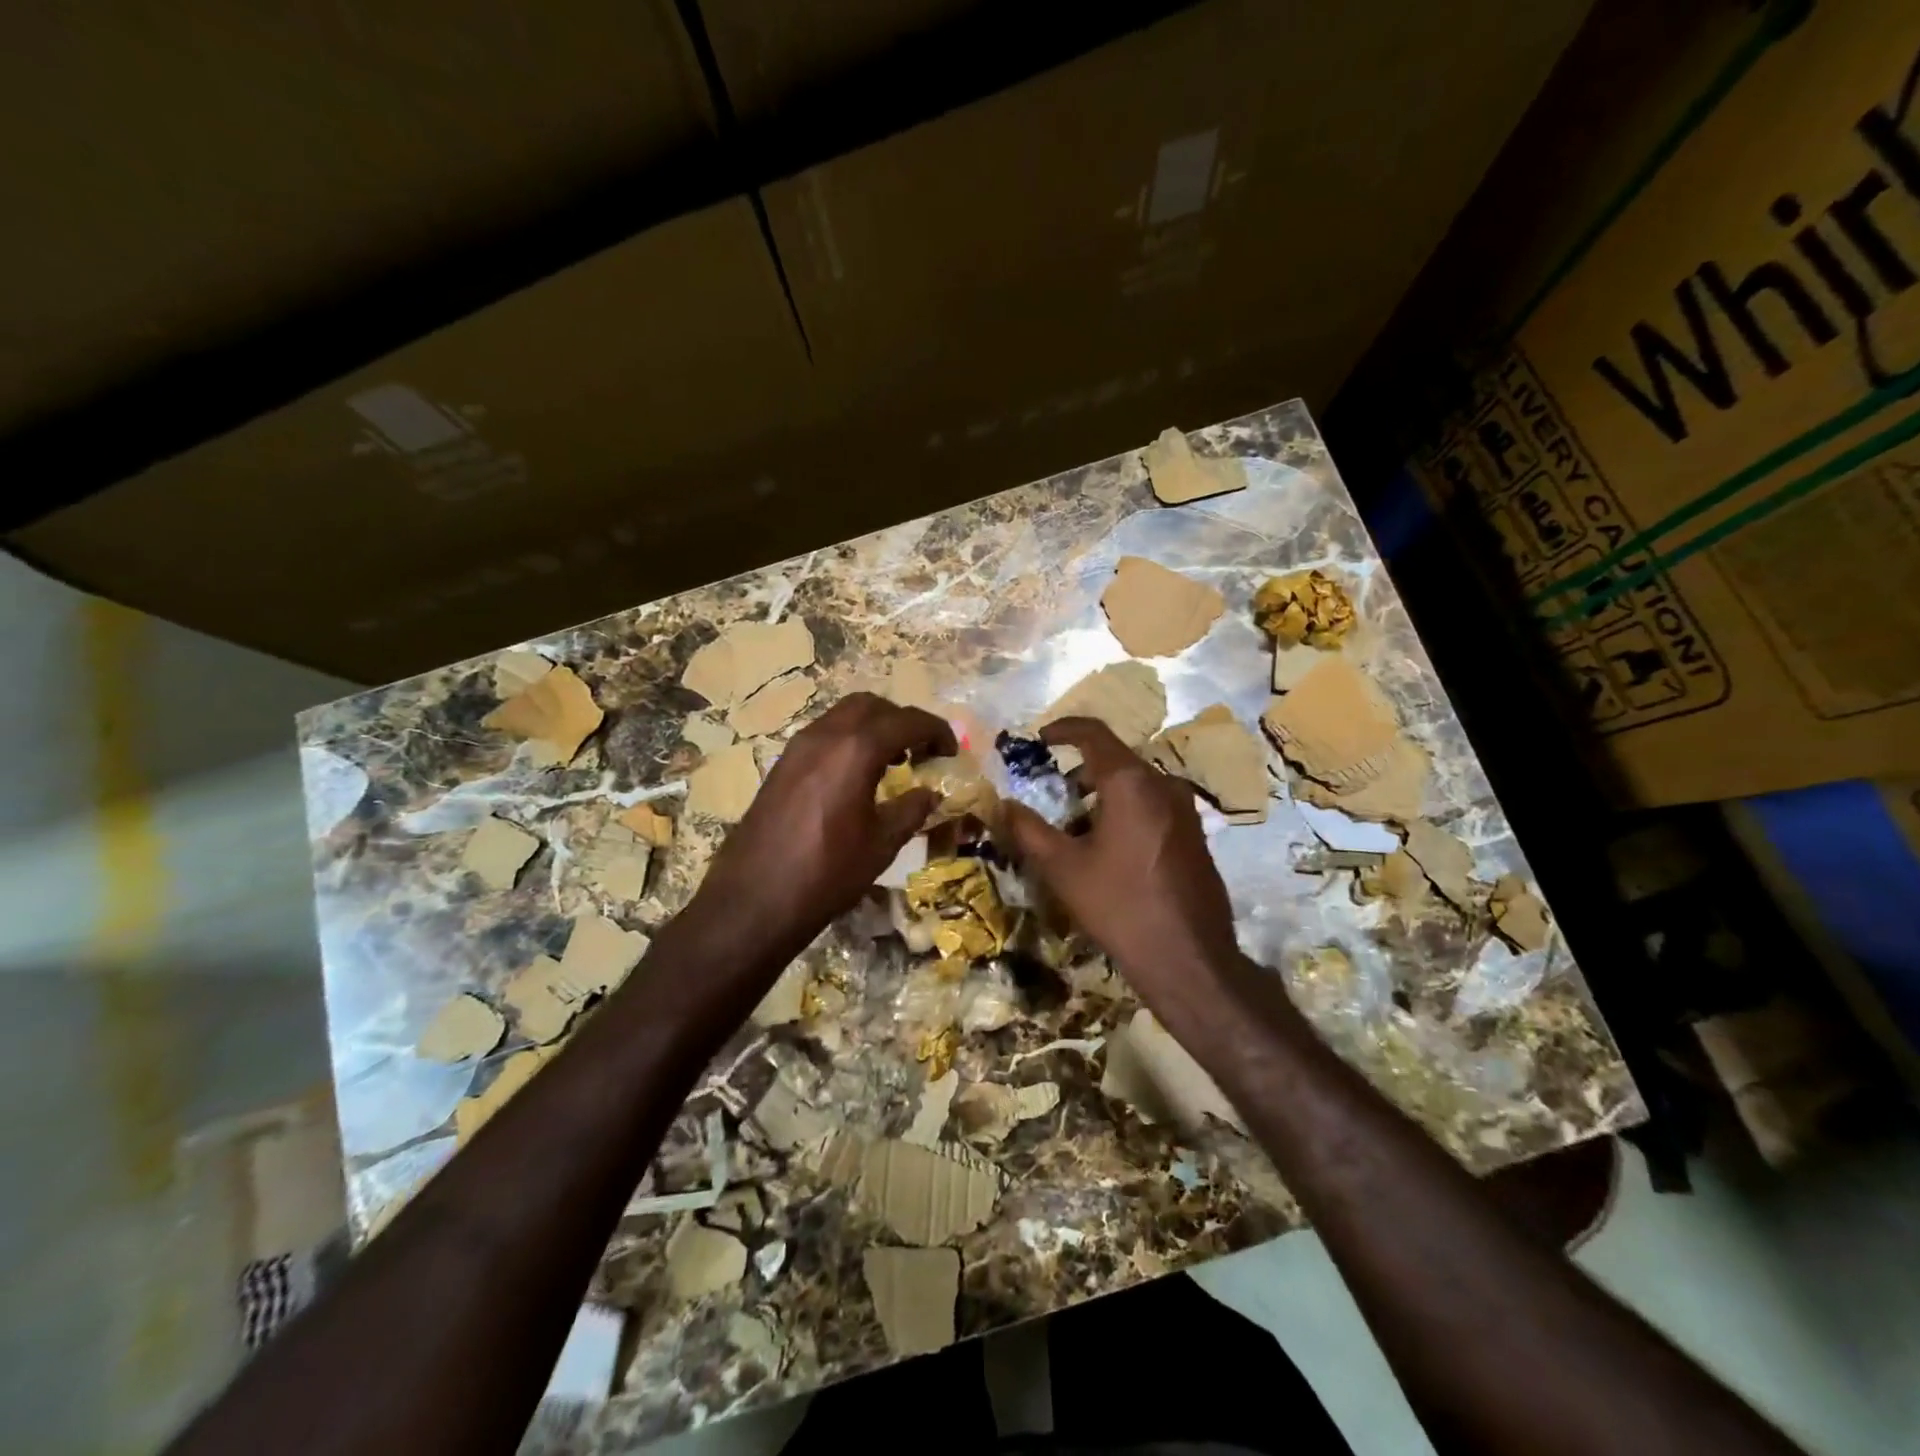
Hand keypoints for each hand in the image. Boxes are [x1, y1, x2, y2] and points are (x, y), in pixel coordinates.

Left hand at [680, 693, 953, 968]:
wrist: (753, 901)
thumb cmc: (827, 874)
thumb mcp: (881, 845)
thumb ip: (911, 810)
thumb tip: (930, 793)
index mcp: (856, 750)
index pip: (907, 721)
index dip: (936, 730)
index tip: (950, 752)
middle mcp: (825, 736)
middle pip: (871, 706)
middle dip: (902, 720)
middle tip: (920, 751)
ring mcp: (797, 748)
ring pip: (843, 716)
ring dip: (873, 728)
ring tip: (892, 762)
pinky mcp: (781, 765)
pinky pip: (823, 735)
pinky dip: (848, 741)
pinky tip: (856, 778)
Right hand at [1003, 718, 1246, 1027]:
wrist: (1189, 959)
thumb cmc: (1120, 906)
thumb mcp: (1063, 868)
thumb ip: (1028, 830)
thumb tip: (1003, 805)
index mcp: (1130, 782)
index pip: (1094, 733)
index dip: (1063, 729)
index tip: (1039, 739)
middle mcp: (1162, 784)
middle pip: (1115, 759)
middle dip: (1079, 769)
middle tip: (1050, 792)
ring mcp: (1184, 809)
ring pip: (1135, 784)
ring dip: (1102, 793)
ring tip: (1074, 825)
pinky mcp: (1194, 834)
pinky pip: (1152, 805)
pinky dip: (1125, 810)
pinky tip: (1108, 848)